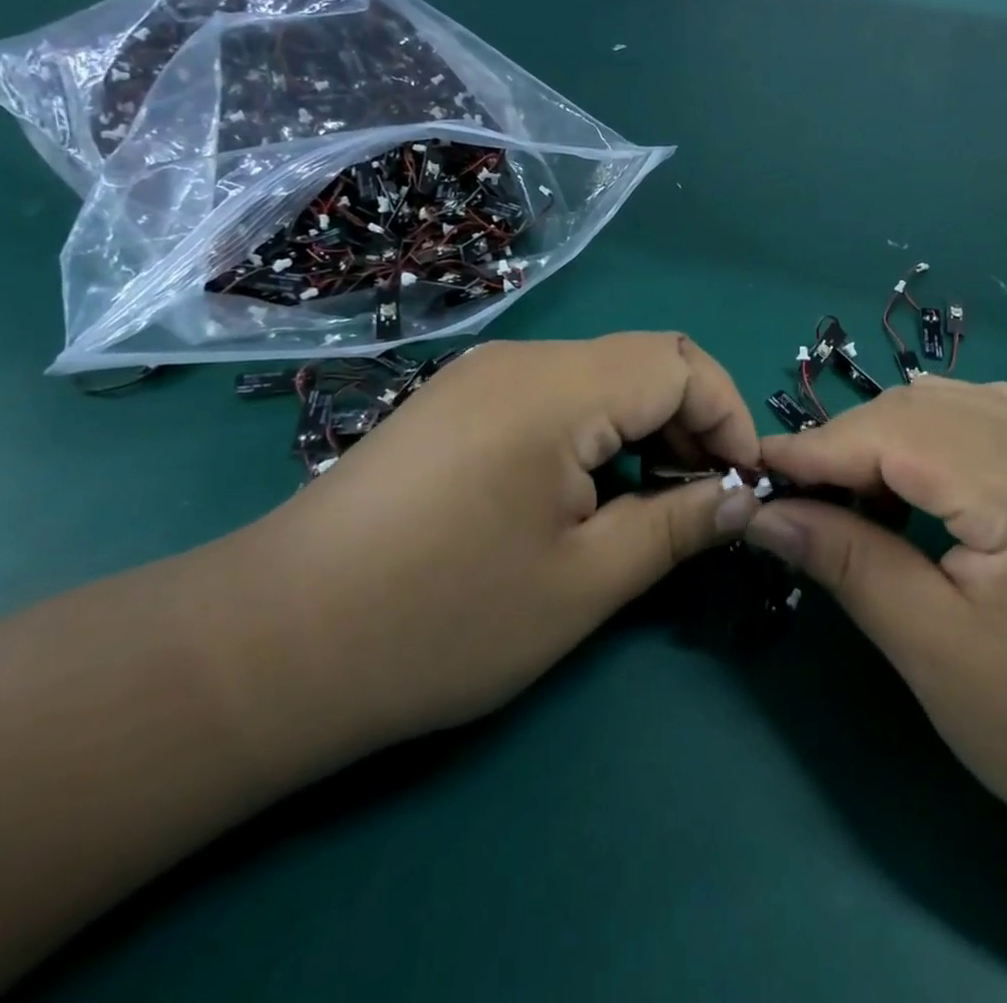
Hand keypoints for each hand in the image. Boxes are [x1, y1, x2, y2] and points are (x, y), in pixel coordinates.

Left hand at [248, 334, 760, 748]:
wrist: (267, 648)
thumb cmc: (439, 619)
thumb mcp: (583, 583)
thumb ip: (675, 526)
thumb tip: (739, 495)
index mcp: (557, 388)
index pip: (681, 363)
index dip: (728, 416)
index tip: (739, 484)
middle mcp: (521, 359)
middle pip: (644, 361)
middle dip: (691, 423)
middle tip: (698, 502)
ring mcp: (482, 376)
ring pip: (601, 377)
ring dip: (644, 428)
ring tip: (644, 504)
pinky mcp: (457, 403)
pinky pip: (555, 394)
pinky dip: (596, 432)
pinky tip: (581, 494)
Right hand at [743, 378, 1006, 852]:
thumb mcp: (935, 650)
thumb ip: (848, 563)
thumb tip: (766, 513)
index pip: (893, 433)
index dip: (815, 449)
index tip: (753, 471)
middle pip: (921, 405)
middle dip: (847, 441)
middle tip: (798, 494)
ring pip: (953, 402)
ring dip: (889, 435)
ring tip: (852, 492)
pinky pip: (990, 418)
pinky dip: (936, 437)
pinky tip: (920, 482)